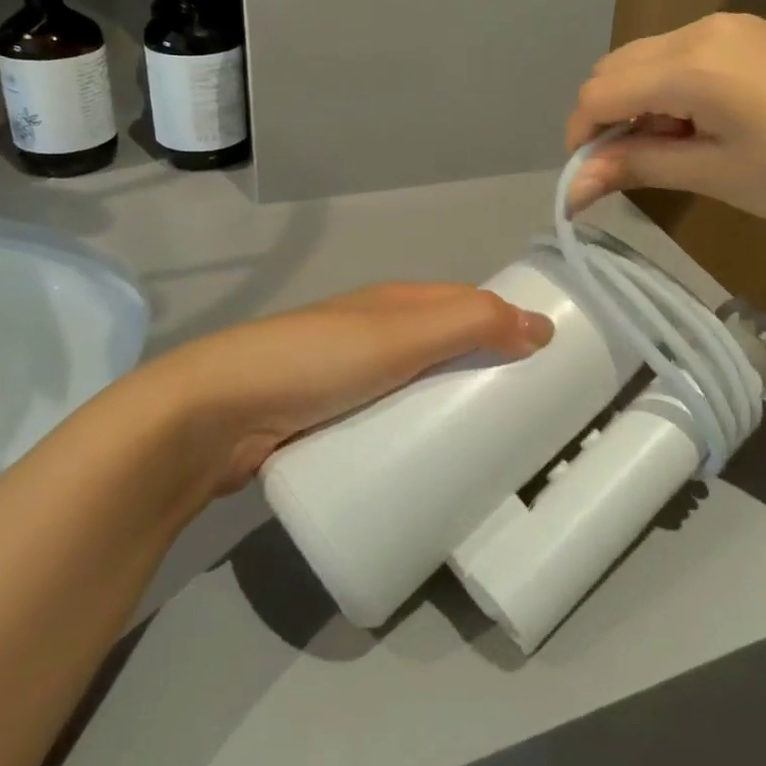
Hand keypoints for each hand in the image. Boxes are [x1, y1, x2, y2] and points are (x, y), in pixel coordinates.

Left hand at [117, 284, 553, 500]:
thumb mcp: (401, 335)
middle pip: (446, 346)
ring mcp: (350, 378)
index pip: (468, 303)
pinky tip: (432, 463)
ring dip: (451, 406)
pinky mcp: (330, 420)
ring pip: (418, 386)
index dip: (507, 323)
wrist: (217, 414)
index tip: (548, 363)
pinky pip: (390, 421)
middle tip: (527, 417)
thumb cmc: (319, 362)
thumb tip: (542, 327)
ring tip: (491, 448)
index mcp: (395, 302)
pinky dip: (416, 433)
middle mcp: (376, 332)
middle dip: (484, 371)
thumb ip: (470, 323)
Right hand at [565, 13, 765, 243]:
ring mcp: (731, 25)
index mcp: (691, 65)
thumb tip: (573, 184)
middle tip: (631, 166)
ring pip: (650, 58)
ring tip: (674, 149)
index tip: (589, 178)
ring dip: (640, 101)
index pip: (600, 91)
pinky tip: (703, 123)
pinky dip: (672, 88)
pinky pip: (685, 53)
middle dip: (607, 116)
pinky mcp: (753, 32)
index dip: (582, 135)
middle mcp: (702, 28)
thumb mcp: (715, 175)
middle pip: (618, 66)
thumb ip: (638, 165)